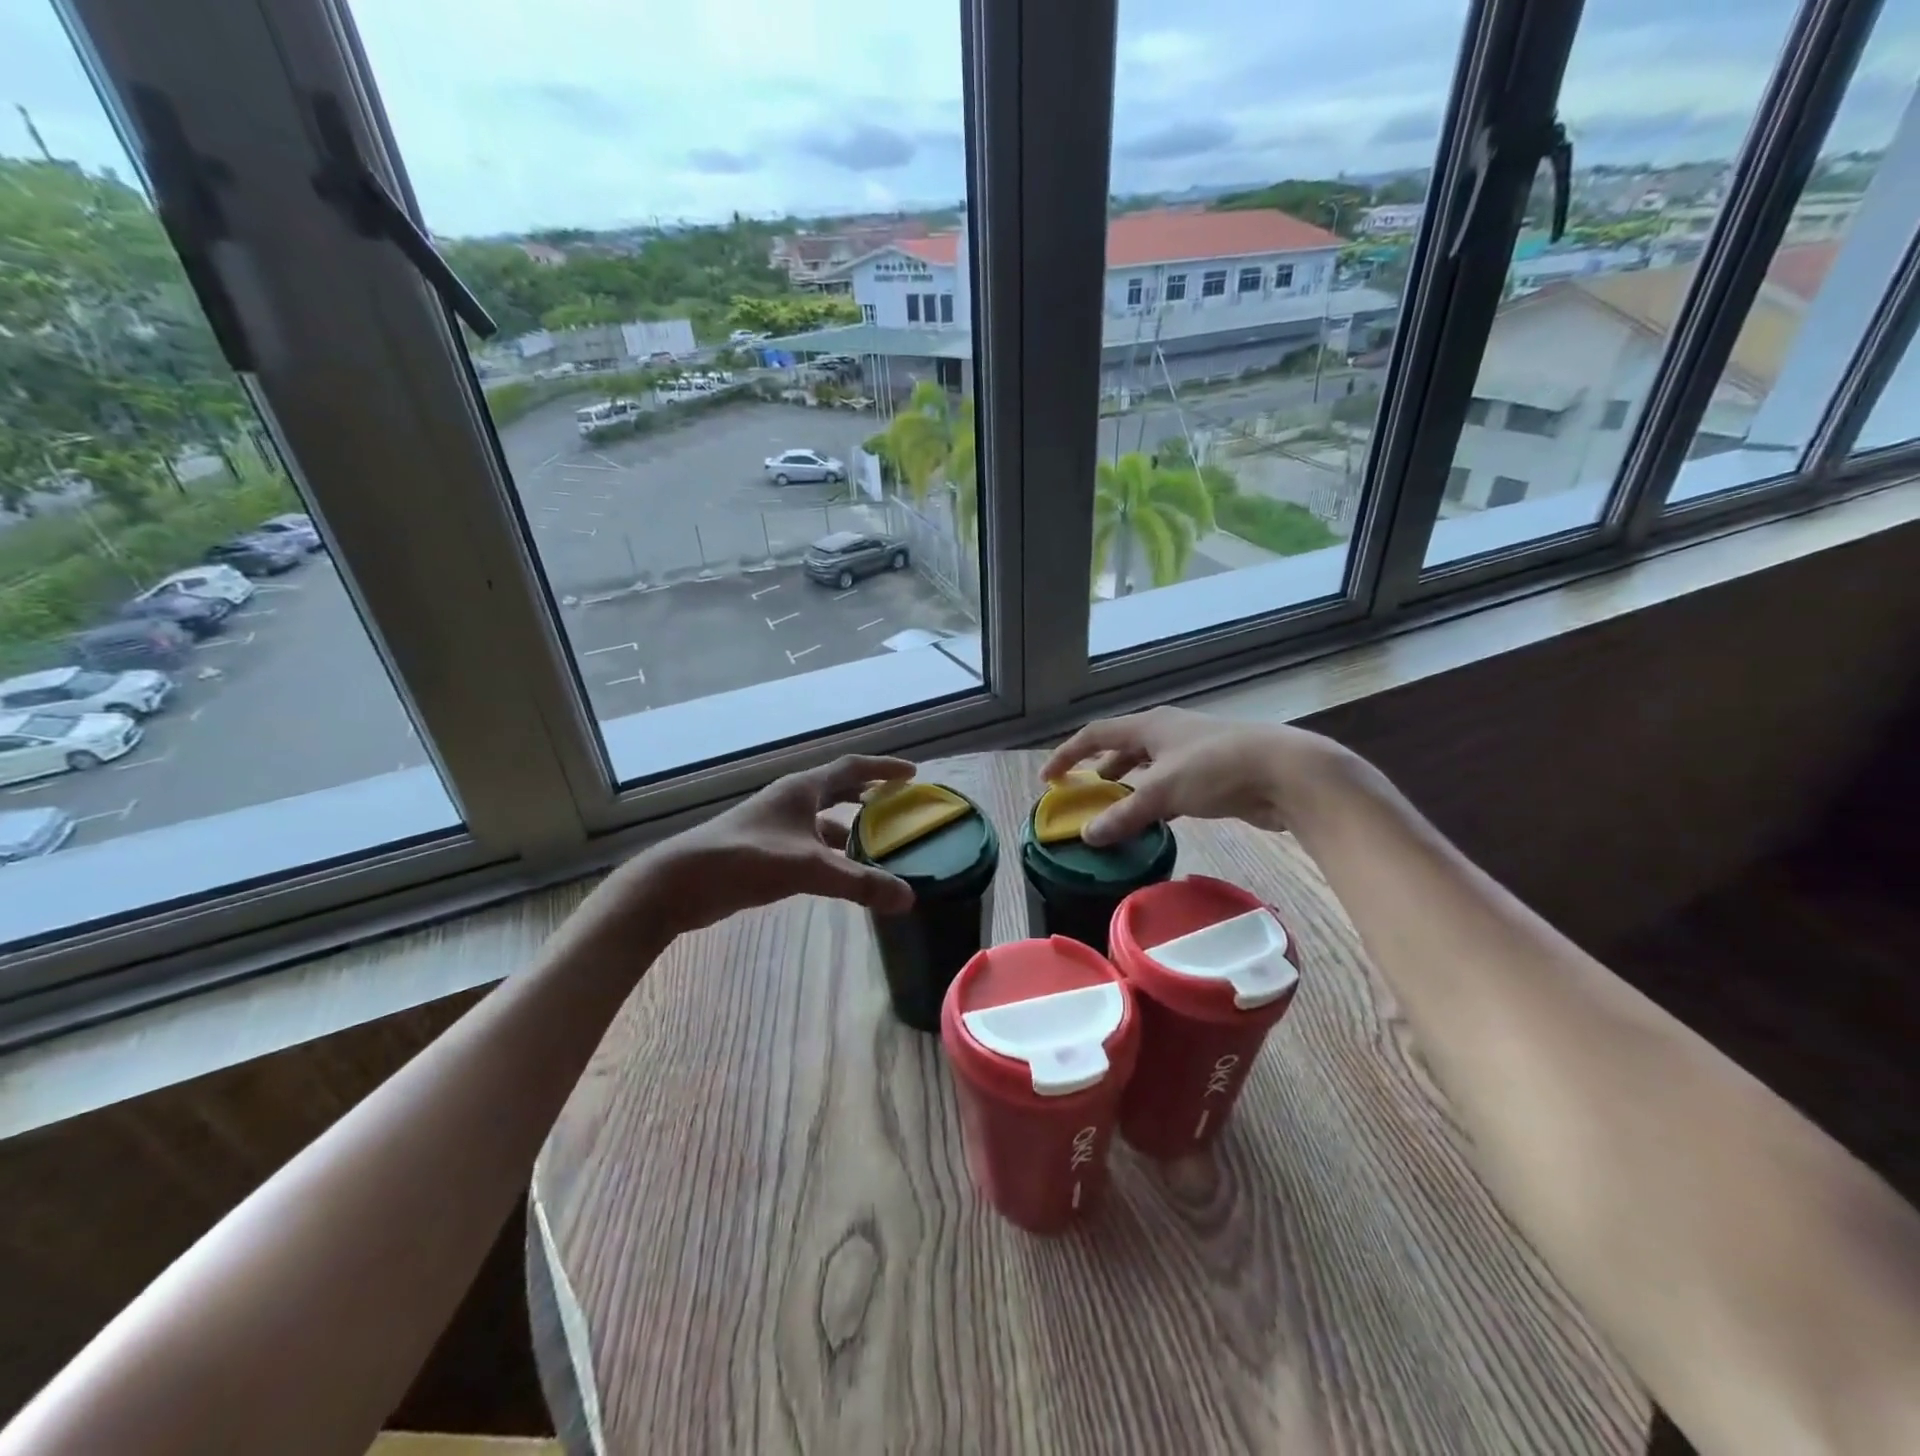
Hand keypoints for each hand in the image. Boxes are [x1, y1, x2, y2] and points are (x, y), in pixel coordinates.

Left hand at [621, 755, 917, 936]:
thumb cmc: (745, 859)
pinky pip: (809, 843)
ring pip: (823, 820)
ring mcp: (775, 825)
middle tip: (898, 806)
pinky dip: (831, 852)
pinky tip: (841, 871)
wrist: (680, 883)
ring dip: (850, 827)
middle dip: (868, 795)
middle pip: (838, 789)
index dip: (883, 768)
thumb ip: (859, 883)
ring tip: (879, 843)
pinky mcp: (765, 850)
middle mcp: (790, 801)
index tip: (912, 774)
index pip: (852, 767)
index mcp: (802, 789)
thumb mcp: (807, 868)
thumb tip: (908, 899)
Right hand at [1040, 707, 1343, 844]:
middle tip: (1082, 795)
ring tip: (1113, 810)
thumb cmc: (1218, 768)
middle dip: (1099, 770)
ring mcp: (1192, 752)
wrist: (1288, 773)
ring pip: (1148, 768)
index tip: (1048, 778)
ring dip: (1128, 787)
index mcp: (1150, 725)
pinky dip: (1155, 800)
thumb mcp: (1163, 791)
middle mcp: (1168, 732)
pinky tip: (1154, 820)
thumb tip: (1087, 836)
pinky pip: (1171, 785)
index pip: (1096, 734)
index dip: (1068, 754)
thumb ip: (1124, 814)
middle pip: (1122, 747)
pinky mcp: (1212, 774)